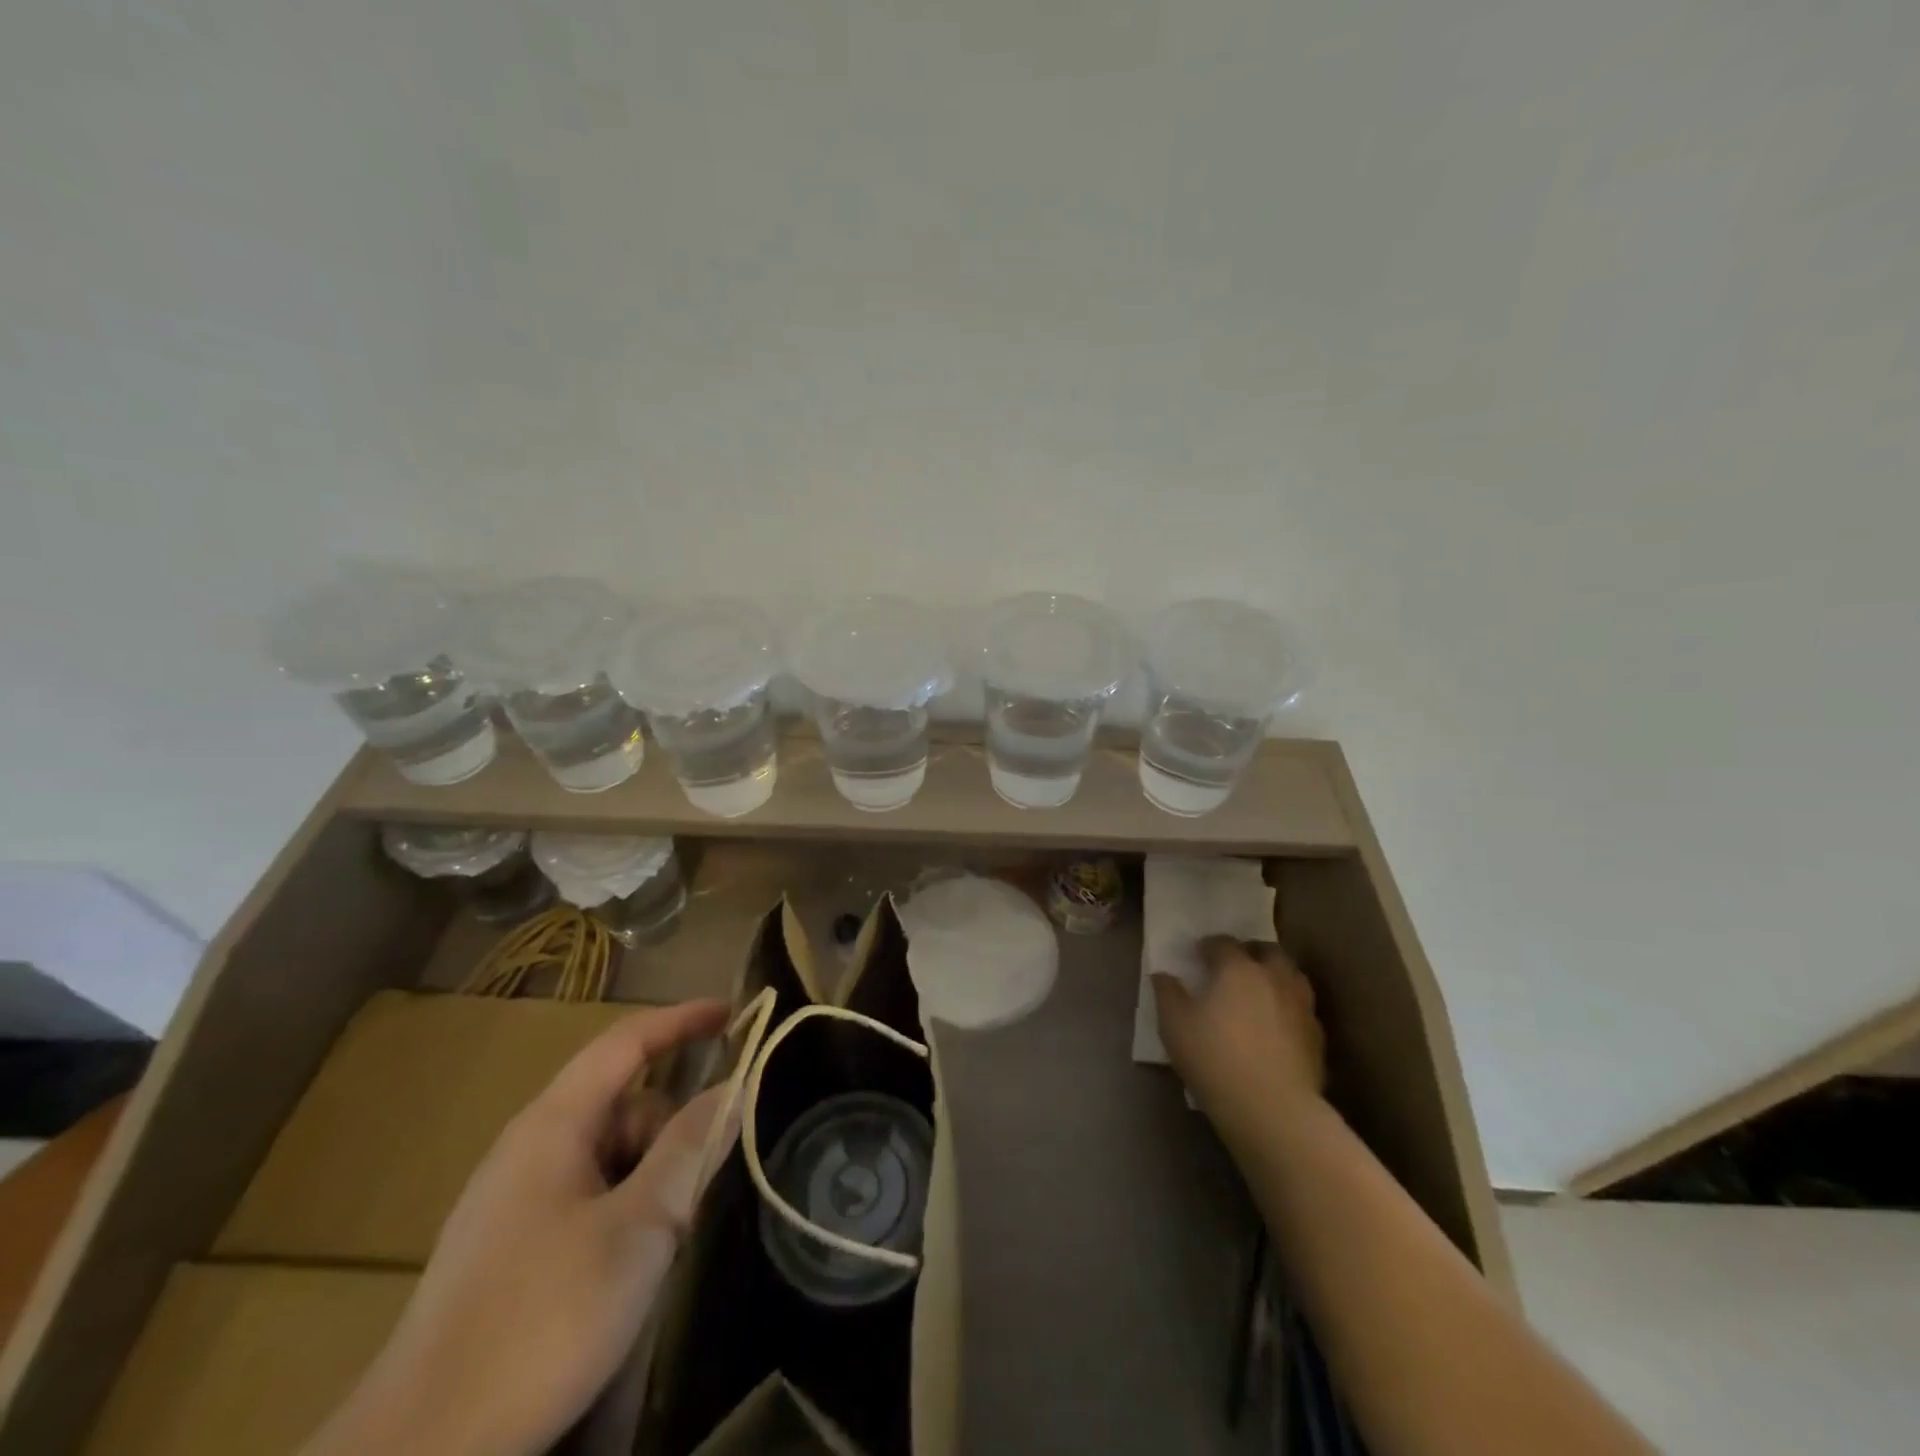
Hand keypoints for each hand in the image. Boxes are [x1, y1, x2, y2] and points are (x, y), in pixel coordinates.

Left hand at [307, 1000, 735, 1455]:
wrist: (419, 1454)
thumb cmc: (539, 1321)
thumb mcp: (637, 1229)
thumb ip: (690, 1150)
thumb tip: (735, 1087)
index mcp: (552, 1125)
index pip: (626, 1043)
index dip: (682, 1021)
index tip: (735, 1016)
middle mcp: (530, 1148)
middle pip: (625, 1107)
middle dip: (671, 1135)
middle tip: (696, 1196)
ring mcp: (516, 1199)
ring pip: (610, 1157)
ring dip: (649, 1182)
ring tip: (660, 1247)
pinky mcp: (511, 1247)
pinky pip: (588, 1197)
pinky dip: (624, 1211)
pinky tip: (626, 1270)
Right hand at [1153, 937, 1326, 1146]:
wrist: (1273, 1109)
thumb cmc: (1215, 1058)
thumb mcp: (1174, 1025)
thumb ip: (1167, 993)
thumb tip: (1163, 975)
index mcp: (1238, 968)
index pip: (1223, 943)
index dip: (1208, 946)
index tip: (1197, 955)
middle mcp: (1274, 977)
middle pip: (1266, 950)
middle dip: (1249, 952)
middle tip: (1233, 966)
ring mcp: (1301, 1005)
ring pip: (1291, 975)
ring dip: (1274, 975)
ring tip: (1258, 990)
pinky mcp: (1317, 1035)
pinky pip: (1301, 1007)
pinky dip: (1287, 1006)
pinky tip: (1276, 1024)